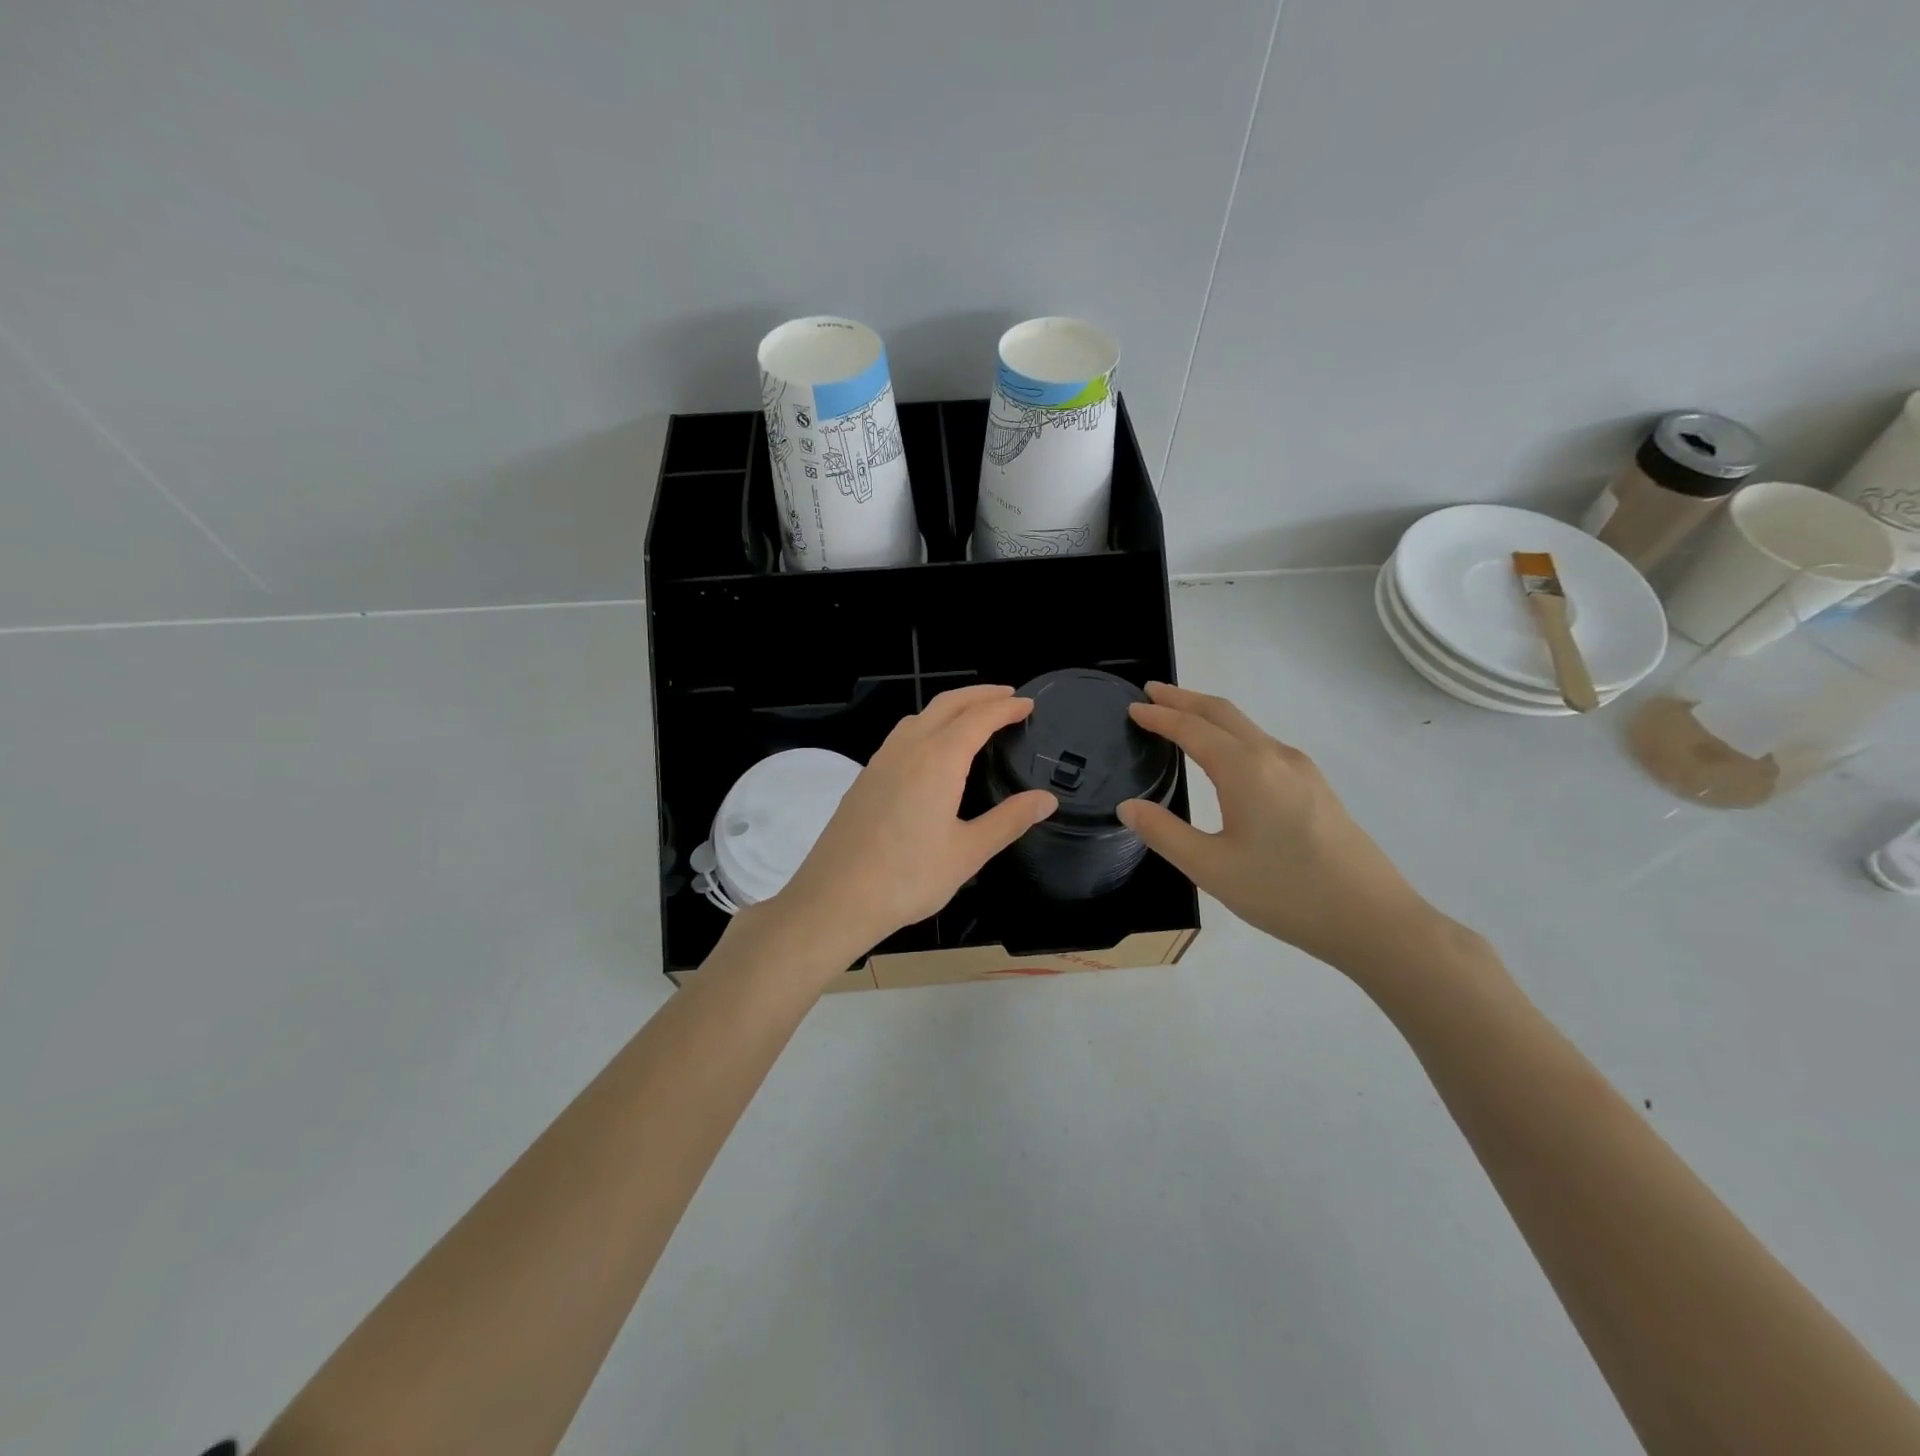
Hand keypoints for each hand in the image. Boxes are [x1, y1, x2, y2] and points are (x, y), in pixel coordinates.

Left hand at [770, 685, 1056, 963]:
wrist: (835, 898)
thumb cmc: (908, 877)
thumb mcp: (968, 853)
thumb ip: (1009, 820)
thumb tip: (1047, 799)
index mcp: (938, 760)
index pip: (979, 718)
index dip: (1006, 708)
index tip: (1029, 704)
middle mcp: (908, 748)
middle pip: (947, 704)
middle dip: (980, 694)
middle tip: (1007, 696)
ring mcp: (881, 760)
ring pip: (920, 716)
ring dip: (951, 706)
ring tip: (973, 717)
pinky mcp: (865, 777)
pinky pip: (902, 735)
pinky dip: (927, 725)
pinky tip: (931, 750)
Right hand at [1117, 683, 1439, 973]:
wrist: (1372, 919)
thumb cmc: (1285, 893)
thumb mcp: (1211, 869)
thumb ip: (1163, 833)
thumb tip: (1128, 807)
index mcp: (1246, 770)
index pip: (1192, 729)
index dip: (1159, 716)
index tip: (1132, 707)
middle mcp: (1274, 757)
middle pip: (1222, 712)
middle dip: (1184, 698)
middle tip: (1151, 692)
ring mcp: (1301, 769)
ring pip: (1246, 727)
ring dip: (1208, 715)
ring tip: (1180, 717)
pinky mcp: (1315, 787)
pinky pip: (1262, 744)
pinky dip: (1231, 734)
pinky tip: (1224, 755)